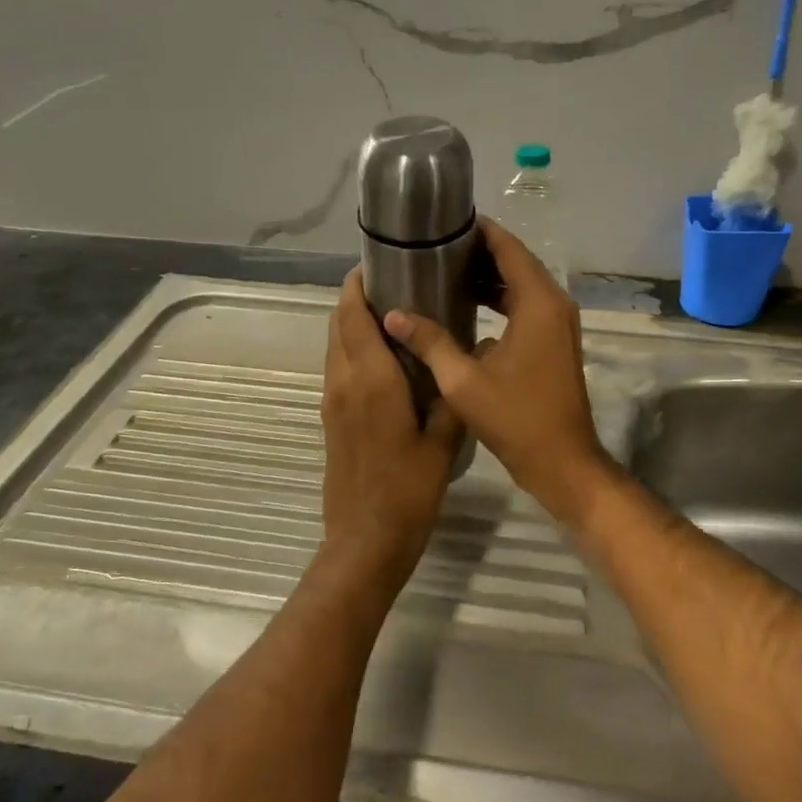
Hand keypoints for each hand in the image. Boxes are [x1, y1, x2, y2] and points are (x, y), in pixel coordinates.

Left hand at [317, 268, 462, 597]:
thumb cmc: (409, 489)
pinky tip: (384, 357)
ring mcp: (332, 401)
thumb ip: (453, 393)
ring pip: (335, 346)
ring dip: (352, 323)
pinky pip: (338, 368)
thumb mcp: (444, 439)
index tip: (378, 262)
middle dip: (355, 297)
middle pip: (338, 324)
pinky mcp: (331, 418)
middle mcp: (344, 381)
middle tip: (392, 283)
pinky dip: (352, 349)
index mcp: (371, 379)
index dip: (358, 285)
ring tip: (390, 312)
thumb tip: (470, 354)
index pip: (353, 315)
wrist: (366, 539)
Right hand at [383, 218, 612, 521]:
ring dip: (489, 276)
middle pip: (516, 261)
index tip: (445, 221)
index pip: (508, 248)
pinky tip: (467, 307)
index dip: (479, 230)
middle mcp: (554, 303)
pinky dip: (501, 299)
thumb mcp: (463, 380)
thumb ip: (430, 341)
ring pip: (522, 284)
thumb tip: (393, 315)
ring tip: (444, 271)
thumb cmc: (515, 418)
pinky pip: (527, 305)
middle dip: (478, 251)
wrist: (563, 462)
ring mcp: (559, 323)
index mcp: (538, 302)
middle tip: (435, 247)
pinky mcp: (556, 341)